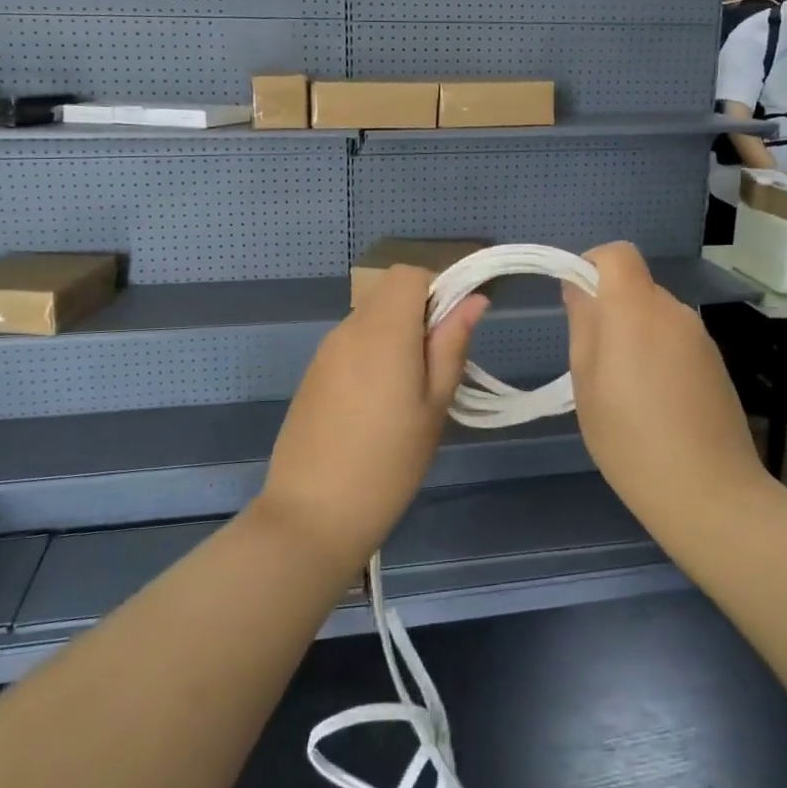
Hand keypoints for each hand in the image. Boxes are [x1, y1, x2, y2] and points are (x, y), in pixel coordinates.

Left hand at [257, 266, 485, 572]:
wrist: (312, 513)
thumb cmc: (388, 463)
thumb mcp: (434, 405)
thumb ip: (451, 345)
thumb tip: (473, 300)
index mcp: (383, 330)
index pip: (409, 274)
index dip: (436, 289)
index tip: (452, 329)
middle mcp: (349, 328)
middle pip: (388, 293)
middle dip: (418, 313)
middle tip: (435, 368)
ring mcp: (325, 351)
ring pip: (370, 318)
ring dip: (395, 334)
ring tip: (408, 393)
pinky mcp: (312, 373)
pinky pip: (350, 343)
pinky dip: (371, 353)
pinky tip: (376, 405)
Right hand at [562, 244, 766, 526]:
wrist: (709, 492)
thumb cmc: (629, 437)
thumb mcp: (586, 381)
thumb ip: (583, 324)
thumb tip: (579, 287)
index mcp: (635, 308)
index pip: (617, 253)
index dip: (591, 264)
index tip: (575, 301)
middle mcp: (673, 311)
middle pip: (635, 286)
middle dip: (610, 308)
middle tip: (592, 360)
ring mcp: (700, 337)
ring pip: (655, 315)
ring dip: (634, 333)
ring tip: (623, 389)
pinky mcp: (716, 363)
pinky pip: (676, 339)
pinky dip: (658, 354)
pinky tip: (654, 402)